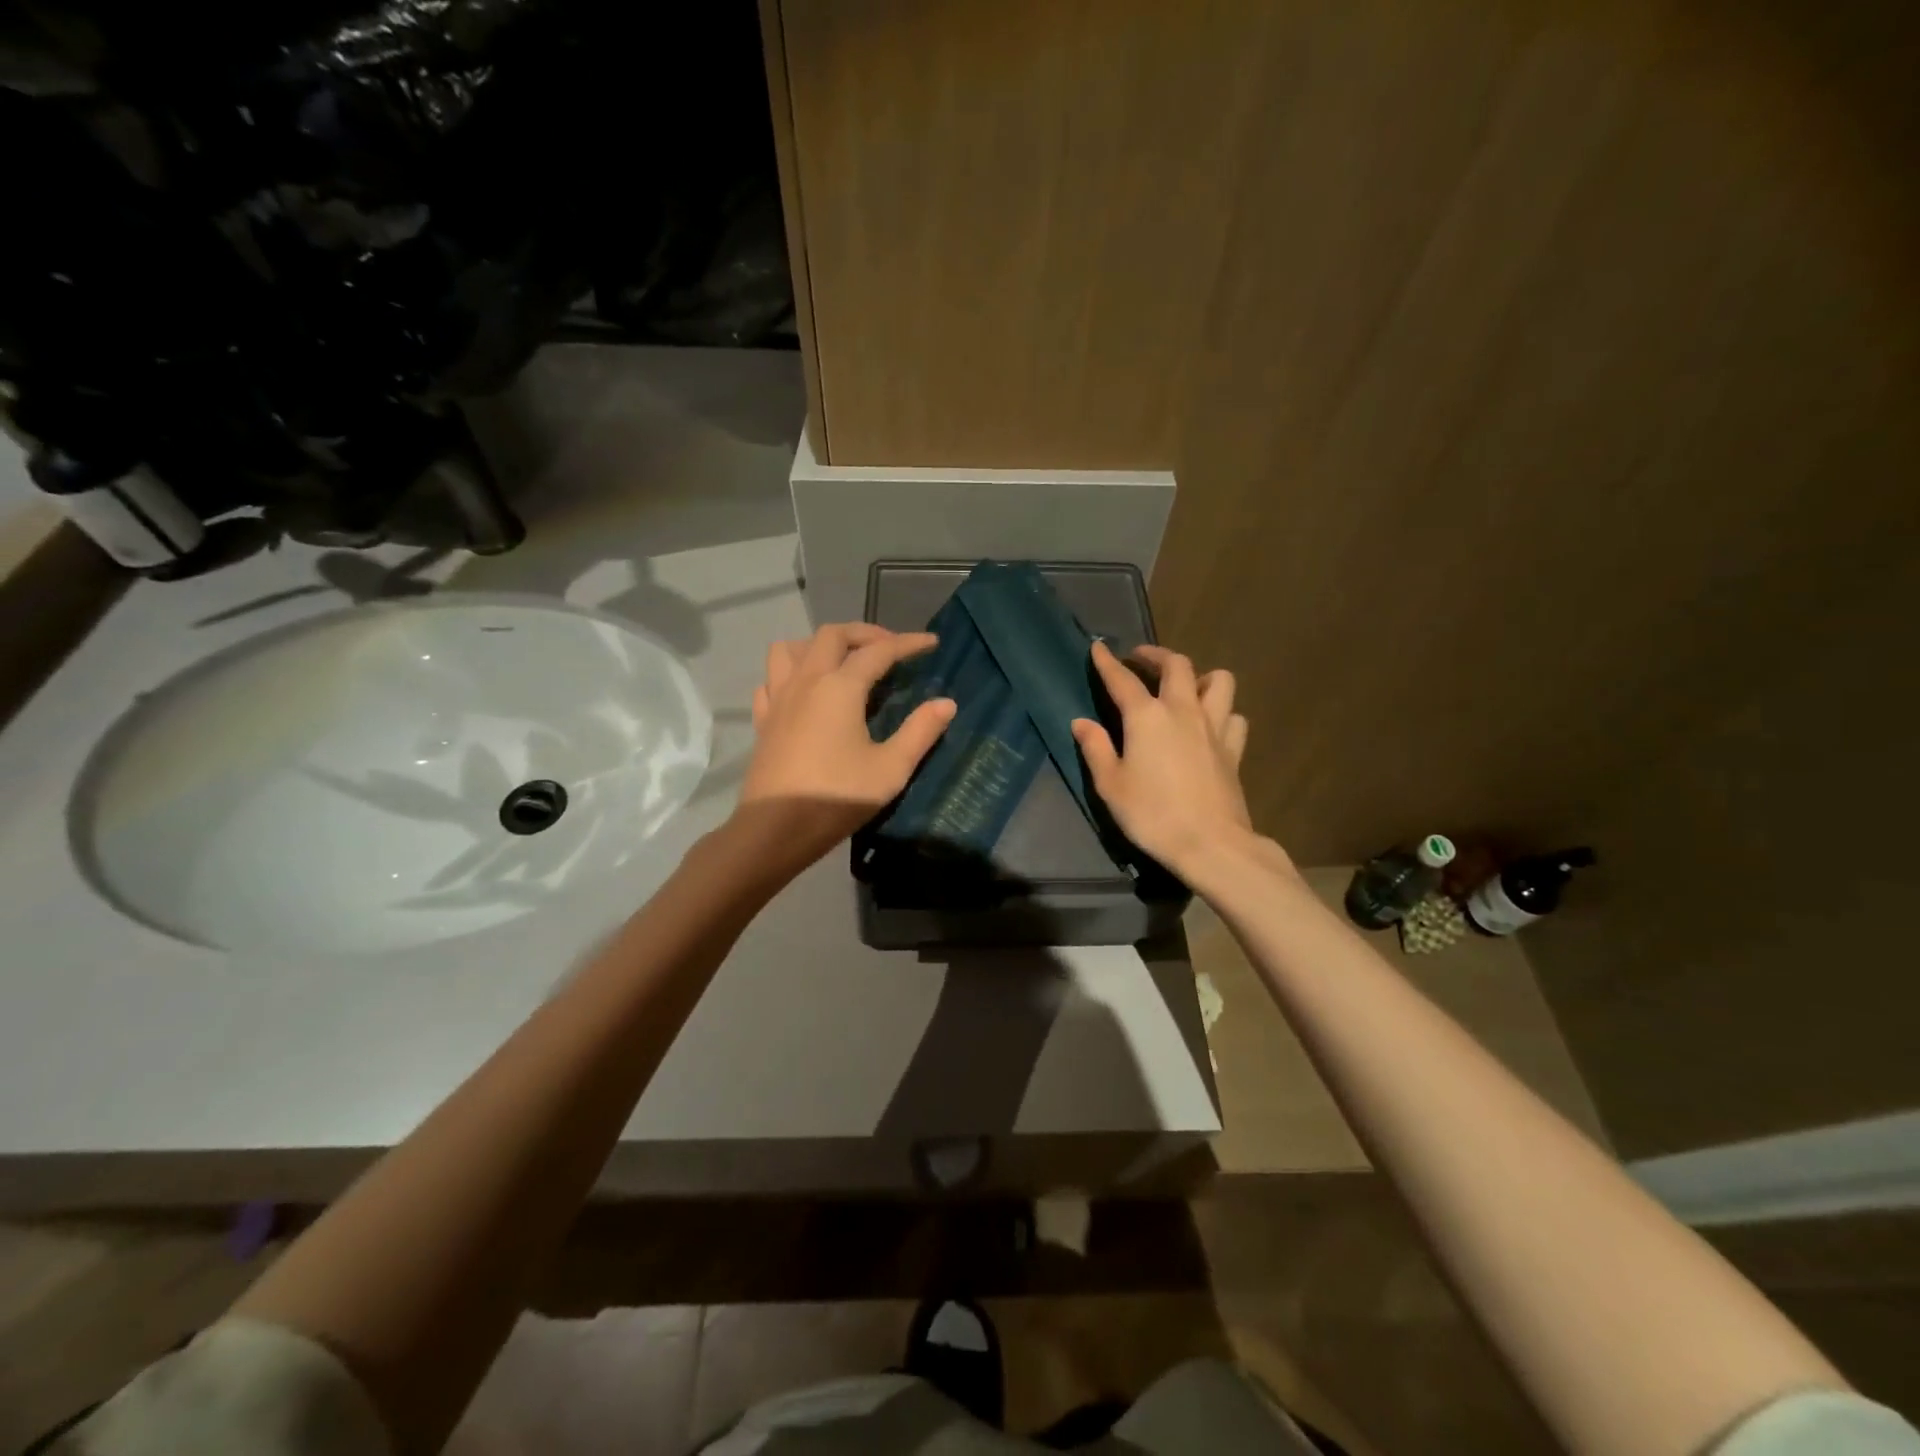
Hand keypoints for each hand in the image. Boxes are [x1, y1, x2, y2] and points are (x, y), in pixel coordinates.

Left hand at [737, 623, 956, 861]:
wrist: (775, 829)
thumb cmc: (837, 797)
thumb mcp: (890, 769)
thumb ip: (920, 732)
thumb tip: (946, 703)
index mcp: (840, 687)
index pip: (879, 651)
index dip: (908, 643)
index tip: (930, 643)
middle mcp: (806, 681)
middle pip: (832, 635)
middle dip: (864, 633)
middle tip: (889, 648)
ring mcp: (779, 698)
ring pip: (792, 649)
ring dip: (819, 645)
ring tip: (841, 662)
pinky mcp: (763, 720)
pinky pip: (772, 680)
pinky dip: (790, 674)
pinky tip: (804, 692)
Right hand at [1071, 640, 1268, 880]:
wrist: (1210, 843)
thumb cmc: (1152, 814)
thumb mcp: (1111, 785)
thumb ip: (1095, 748)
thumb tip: (1081, 722)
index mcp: (1147, 717)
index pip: (1122, 679)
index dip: (1107, 662)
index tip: (1098, 648)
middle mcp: (1183, 711)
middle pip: (1176, 665)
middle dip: (1156, 655)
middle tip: (1141, 660)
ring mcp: (1214, 727)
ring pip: (1218, 680)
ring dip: (1199, 676)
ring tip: (1185, 687)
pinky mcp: (1234, 748)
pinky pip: (1234, 716)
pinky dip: (1223, 712)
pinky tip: (1210, 725)